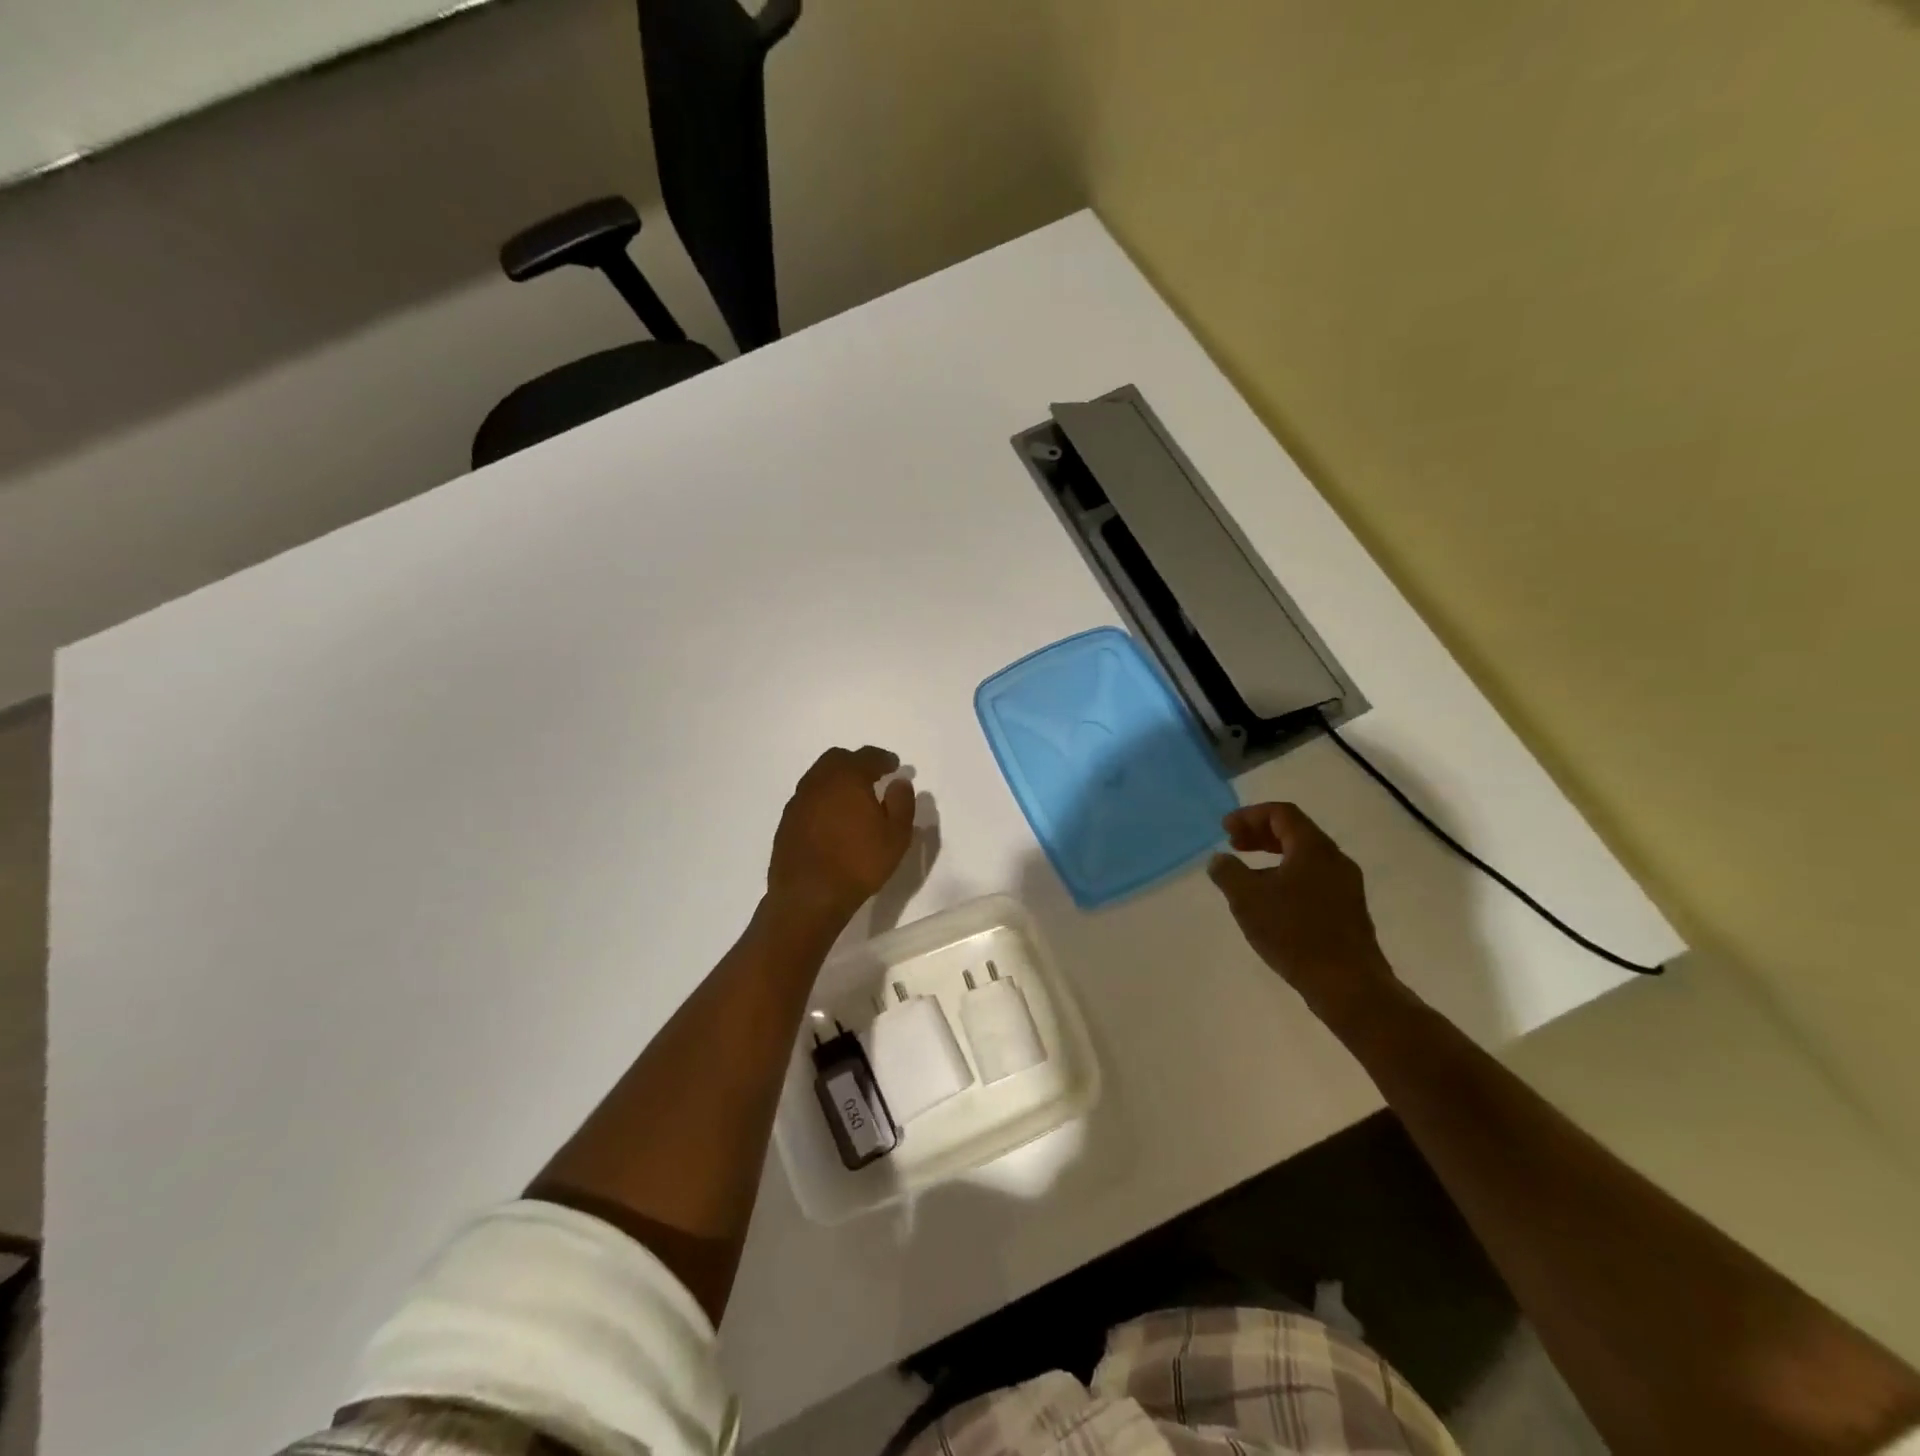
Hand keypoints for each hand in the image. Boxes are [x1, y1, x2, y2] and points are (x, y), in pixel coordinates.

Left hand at [766, 746, 915, 927]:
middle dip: (856, 763)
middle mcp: (818, 781)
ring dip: (836, 780)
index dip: (883, 758)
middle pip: (837, 759)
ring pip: (819, 777)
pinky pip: (808, 799)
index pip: (867, 756)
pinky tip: (832, 819)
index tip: (894, 766)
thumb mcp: (896, 836)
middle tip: (872, 777)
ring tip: (852, 799)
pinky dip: (822, 799)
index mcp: (847, 777)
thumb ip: (902, 803)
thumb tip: (899, 782)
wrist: (808, 896)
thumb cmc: (859, 863)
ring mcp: (798, 801)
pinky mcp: (786, 821)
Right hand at [1207, 802, 1399, 1021]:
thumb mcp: (1247, 899)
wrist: (1348, 984)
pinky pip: (1313, 879)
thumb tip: (1220, 859)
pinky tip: (1271, 902)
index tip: (1225, 829)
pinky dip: (1287, 876)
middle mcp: (1334, 860)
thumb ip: (1228, 872)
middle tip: (1233, 844)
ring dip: (1273, 857)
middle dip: (1260, 834)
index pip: (1281, 813)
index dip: (1249, 815)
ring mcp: (1345, 886)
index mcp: (1313, 848)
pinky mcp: (1348, 910)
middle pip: (1295, 832)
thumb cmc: (1294, 933)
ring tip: (1247, 875)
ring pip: (1305, 857)